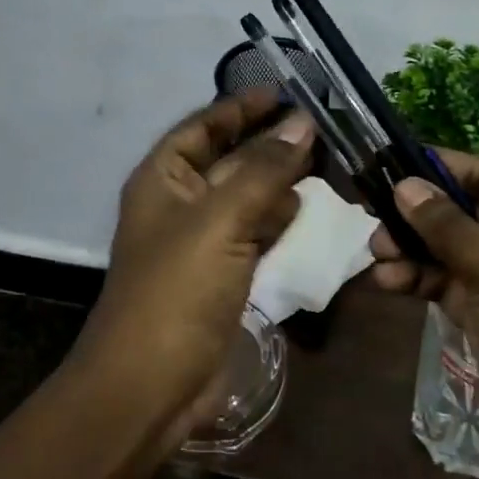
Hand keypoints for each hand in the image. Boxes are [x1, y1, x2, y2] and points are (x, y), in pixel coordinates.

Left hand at [72, 88, 313, 439]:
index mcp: (162, 179)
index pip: (202, 127)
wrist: (151, 385)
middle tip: (320, 130)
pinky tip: (310, 215)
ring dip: (280, 183)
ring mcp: (201, 242)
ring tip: (326, 166)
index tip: (283, 93)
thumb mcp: (220, 219)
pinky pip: (254, 235)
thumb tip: (302, 123)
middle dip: (268, 145)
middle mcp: (179, 203)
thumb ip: (263, 170)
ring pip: (246, 198)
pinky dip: (280, 223)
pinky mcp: (222, 275)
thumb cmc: (177, 289)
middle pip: (228, 160)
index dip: (239, 108)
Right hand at [370, 151, 478, 478]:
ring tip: (376, 254)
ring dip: (413, 249)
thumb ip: (449, 227)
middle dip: (419, 214)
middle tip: (372, 215)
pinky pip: (449, 285)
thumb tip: (404, 184)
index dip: (438, 167)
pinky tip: (388, 281)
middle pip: (465, 211)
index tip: (387, 161)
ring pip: (452, 249)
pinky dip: (420, 280)